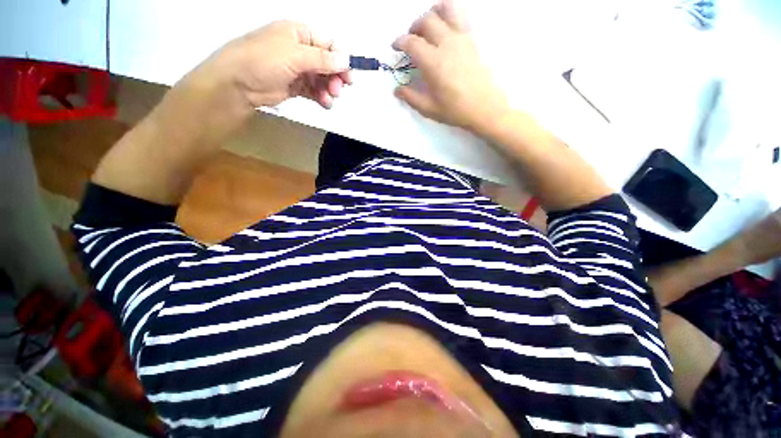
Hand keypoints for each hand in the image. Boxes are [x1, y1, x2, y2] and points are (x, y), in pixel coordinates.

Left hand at [194, 21, 351, 111]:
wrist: (238, 84)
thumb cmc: (263, 60)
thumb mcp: (295, 55)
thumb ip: (322, 59)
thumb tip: (346, 60)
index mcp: (299, 34)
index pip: (328, 44)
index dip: (340, 59)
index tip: (348, 76)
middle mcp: (300, 50)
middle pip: (327, 63)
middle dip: (335, 77)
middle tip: (338, 90)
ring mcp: (298, 69)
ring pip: (322, 79)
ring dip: (329, 89)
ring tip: (329, 98)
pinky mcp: (296, 86)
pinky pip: (315, 91)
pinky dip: (321, 97)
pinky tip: (324, 103)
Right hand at [392, 1, 509, 133]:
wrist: (484, 108)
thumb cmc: (455, 110)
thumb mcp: (429, 108)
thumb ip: (411, 97)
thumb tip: (397, 90)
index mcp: (433, 62)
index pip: (411, 42)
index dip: (399, 42)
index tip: (395, 46)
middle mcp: (446, 44)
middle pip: (426, 21)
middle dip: (413, 27)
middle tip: (410, 39)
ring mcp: (462, 38)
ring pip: (445, 10)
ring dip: (432, 13)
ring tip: (428, 25)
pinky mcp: (472, 39)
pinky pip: (460, 16)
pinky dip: (449, 15)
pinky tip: (445, 28)